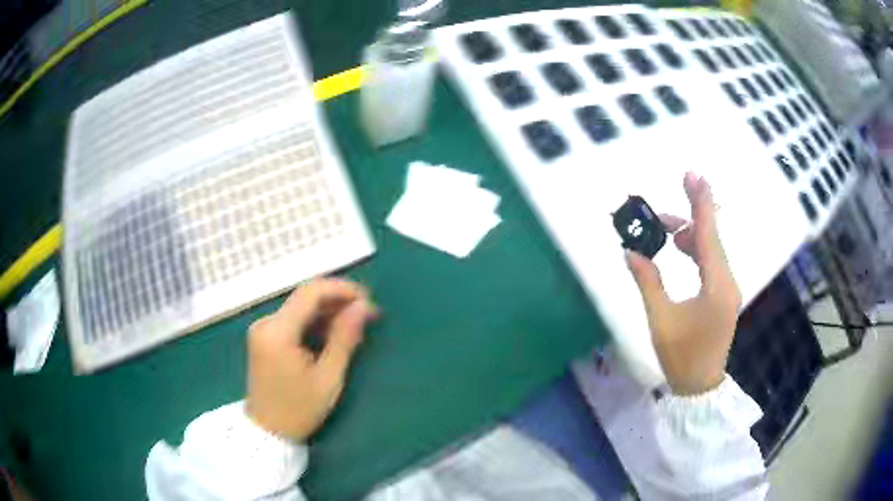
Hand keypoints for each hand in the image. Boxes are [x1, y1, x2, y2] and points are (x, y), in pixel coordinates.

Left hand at [246, 278, 377, 440]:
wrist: (268, 432)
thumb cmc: (299, 410)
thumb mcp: (328, 378)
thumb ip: (344, 338)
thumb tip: (362, 306)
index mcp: (278, 331)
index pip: (311, 292)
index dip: (342, 289)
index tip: (368, 300)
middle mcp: (266, 322)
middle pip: (305, 297)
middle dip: (338, 300)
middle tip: (368, 314)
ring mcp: (263, 329)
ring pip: (300, 307)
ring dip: (328, 311)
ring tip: (356, 324)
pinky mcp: (264, 337)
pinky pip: (293, 320)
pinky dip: (315, 322)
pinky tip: (334, 333)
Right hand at [626, 172, 741, 395]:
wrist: (700, 385)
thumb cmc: (681, 356)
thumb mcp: (661, 320)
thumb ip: (648, 281)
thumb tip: (630, 251)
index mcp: (716, 286)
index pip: (709, 235)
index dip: (700, 202)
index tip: (693, 174)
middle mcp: (728, 281)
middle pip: (712, 237)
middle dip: (689, 218)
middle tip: (660, 213)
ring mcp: (729, 287)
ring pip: (712, 248)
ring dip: (690, 235)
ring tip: (664, 233)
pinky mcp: (725, 293)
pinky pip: (713, 261)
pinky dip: (696, 249)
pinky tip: (679, 249)